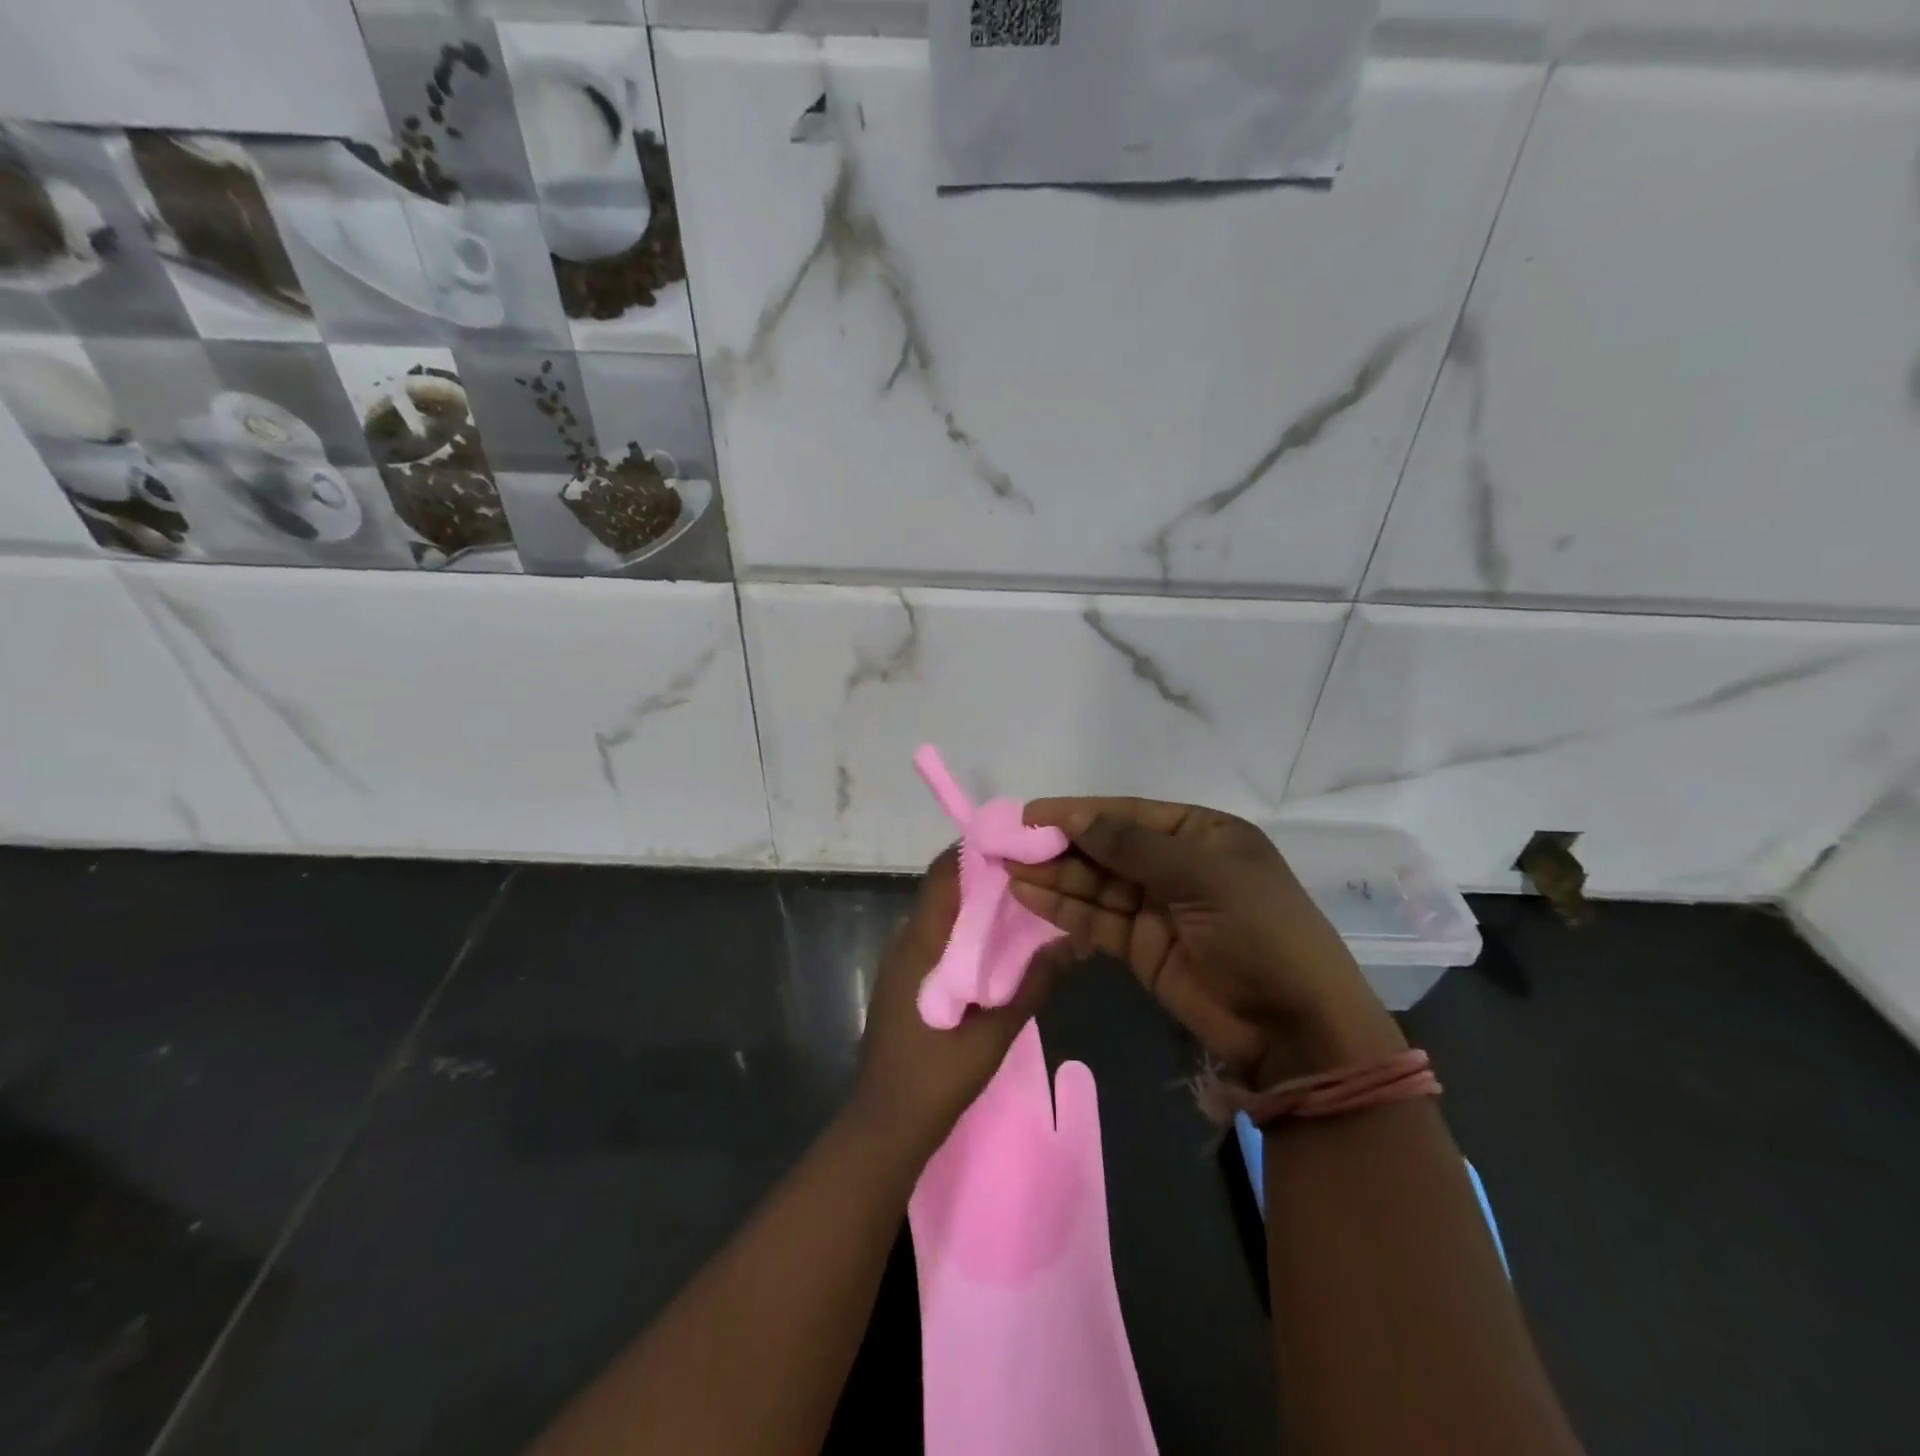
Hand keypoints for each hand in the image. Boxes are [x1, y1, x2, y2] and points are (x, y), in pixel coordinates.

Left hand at [854, 848, 1067, 1159]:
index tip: (1015, 843)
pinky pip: (935, 939)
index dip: (975, 851)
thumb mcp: (993, 1034)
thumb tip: (1070, 942)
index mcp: (921, 944)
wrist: (884, 1125)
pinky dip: (964, 932)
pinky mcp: (903, 981)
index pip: (943, 875)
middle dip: (984, 877)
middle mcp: (905, 941)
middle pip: (943, 891)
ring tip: (1022, 904)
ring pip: (940, 915)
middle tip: (1032, 873)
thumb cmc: (936, 1078)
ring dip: (975, 905)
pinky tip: (996, 948)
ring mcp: (900, 962)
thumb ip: (1031, 986)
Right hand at [1007, 799, 1403, 1085]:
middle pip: (1107, 848)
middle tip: (1009, 843)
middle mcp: (1175, 865)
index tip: (1031, 813)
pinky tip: (1029, 896)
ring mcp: (1156, 907)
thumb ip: (1133, 847)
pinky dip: (1064, 909)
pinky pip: (1096, 919)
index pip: (1129, 815)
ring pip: (1095, 884)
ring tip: (1008, 868)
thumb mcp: (1202, 876)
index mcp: (1201, 835)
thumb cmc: (1259, 931)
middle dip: (1061, 845)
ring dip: (1054, 876)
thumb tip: (1076, 817)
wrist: (1294, 1027)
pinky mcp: (1140, 947)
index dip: (1080, 812)